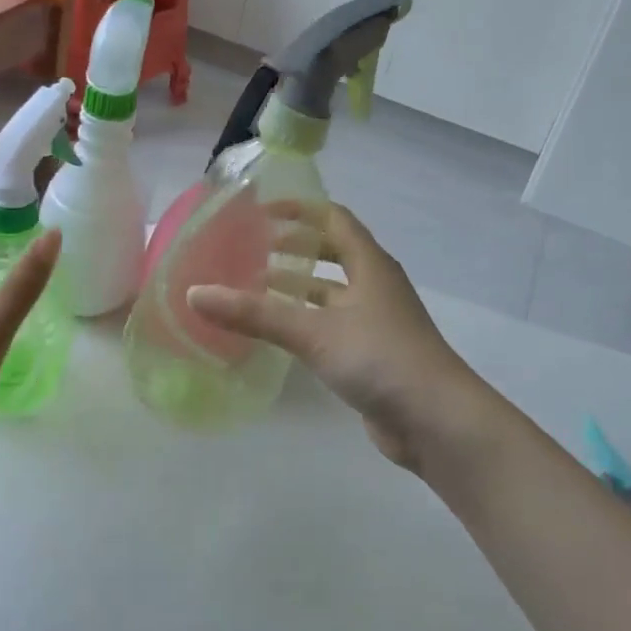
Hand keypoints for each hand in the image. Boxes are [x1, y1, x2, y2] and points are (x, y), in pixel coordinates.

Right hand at [187, 204, 493, 470]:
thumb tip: (195, 294)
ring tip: (254, 286)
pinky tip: (278, 332)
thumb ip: (255, 313)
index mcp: (370, 264)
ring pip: (331, 291)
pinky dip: (306, 320)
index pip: (333, 218)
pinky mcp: (372, 354)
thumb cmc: (380, 358)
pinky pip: (332, 324)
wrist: (436, 420)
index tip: (260, 213)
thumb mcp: (313, 331)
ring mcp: (376, 321)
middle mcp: (375, 285)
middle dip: (295, 246)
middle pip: (333, 252)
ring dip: (298, 285)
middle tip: (251, 248)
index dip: (299, 210)